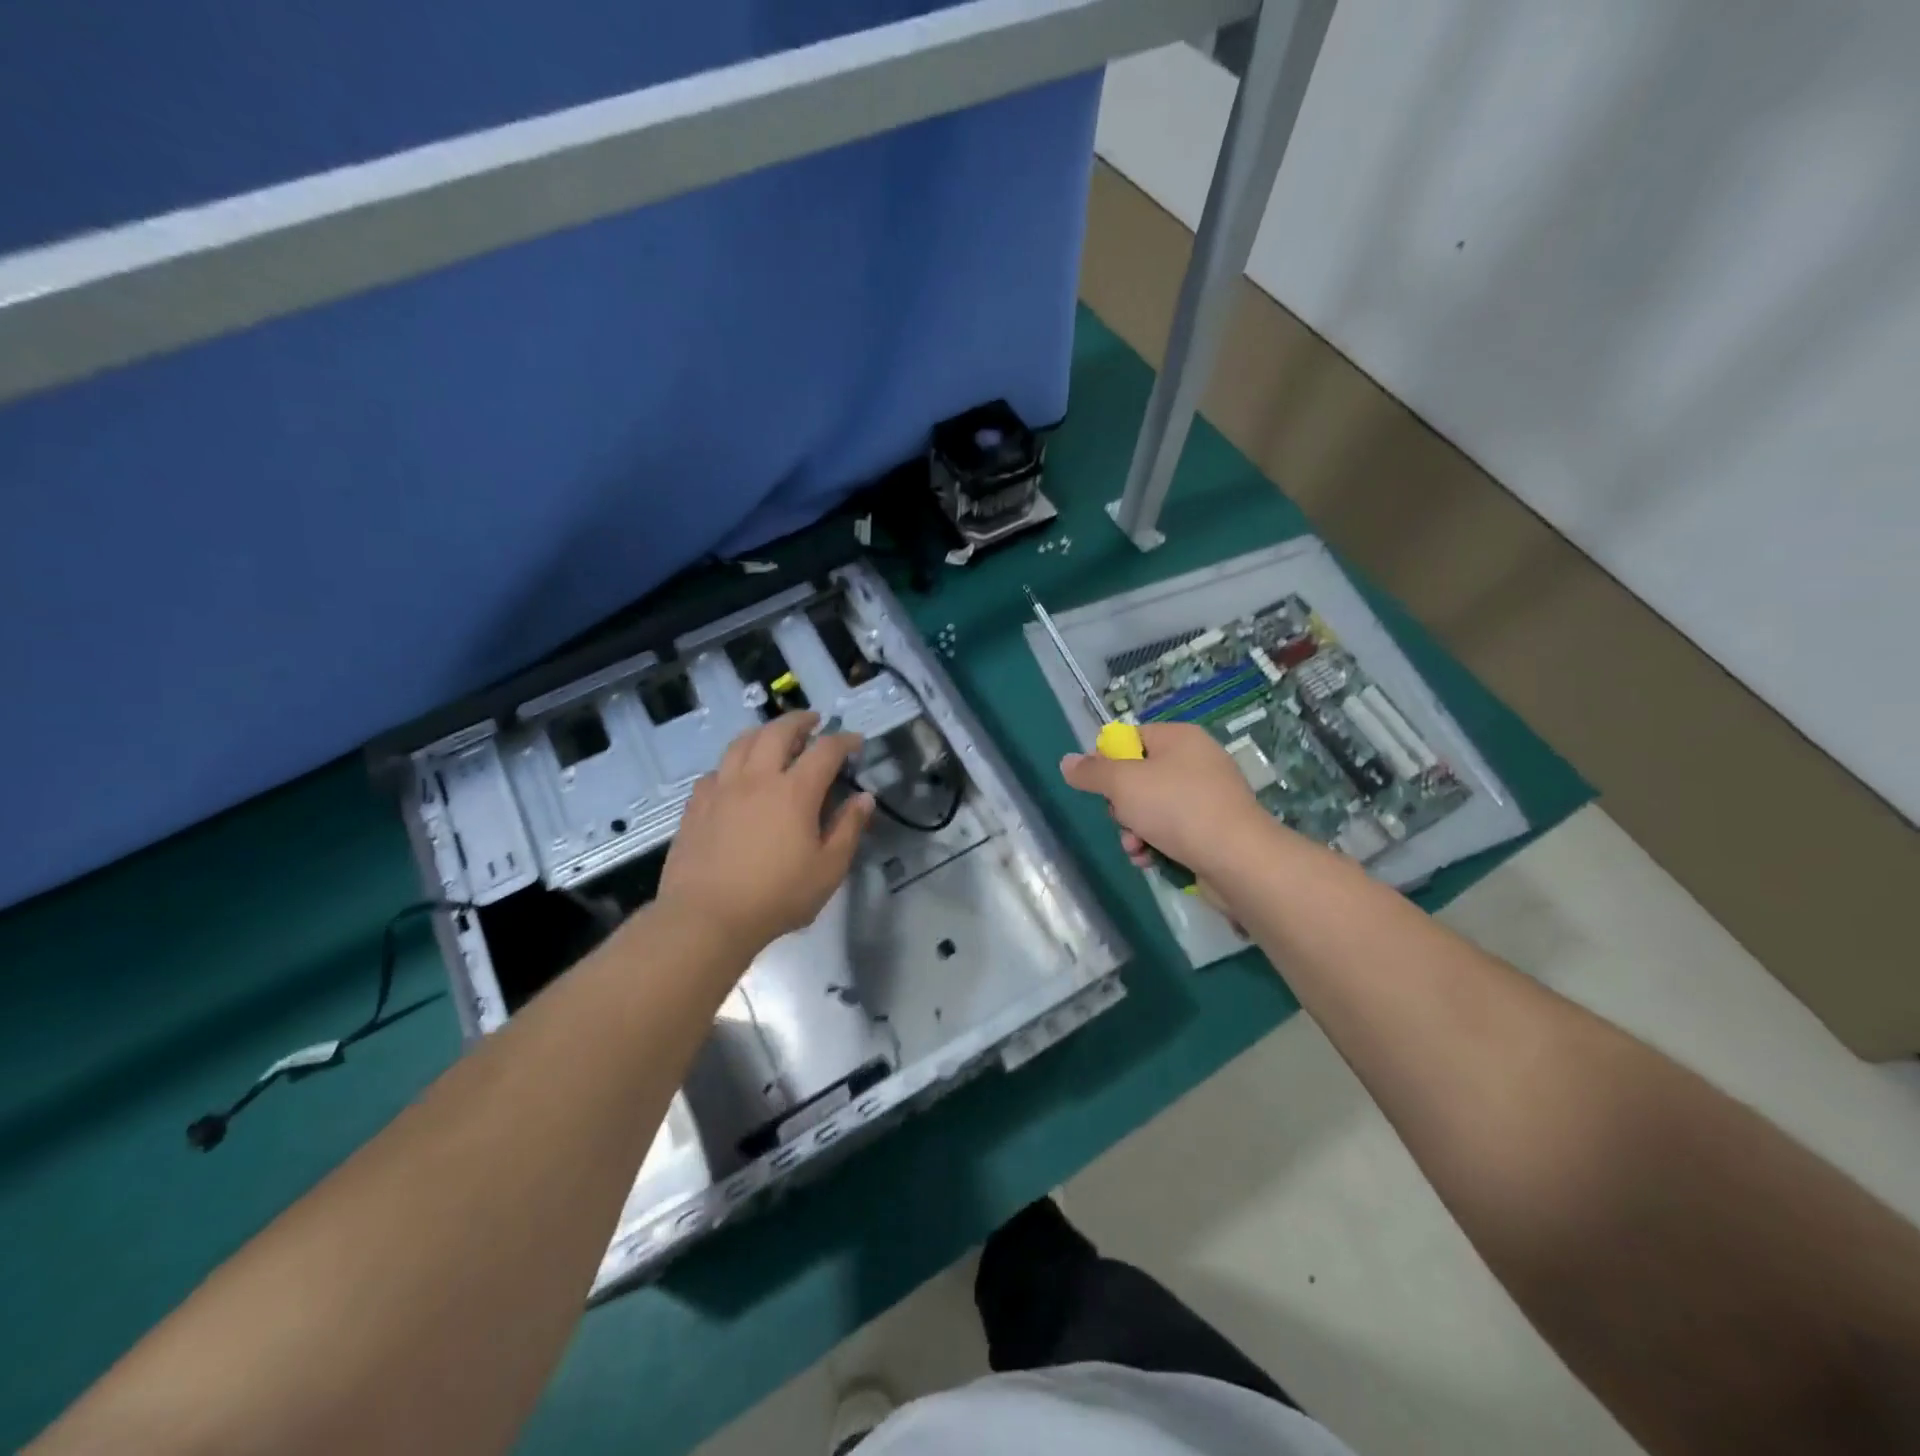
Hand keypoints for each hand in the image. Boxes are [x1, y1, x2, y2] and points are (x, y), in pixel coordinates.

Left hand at [658, 712, 874, 958]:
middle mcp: (757, 779)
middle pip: (778, 732)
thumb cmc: (776, 897)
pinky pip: (715, 770)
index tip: (855, 741)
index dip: (844, 740)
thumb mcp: (828, 869)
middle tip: (813, 721)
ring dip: (763, 732)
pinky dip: (732, 764)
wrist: (706, 918)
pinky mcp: (696, 805)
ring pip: (741, 743)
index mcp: (794, 792)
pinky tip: (735, 776)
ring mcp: (721, 789)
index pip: (825, 750)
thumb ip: (848, 829)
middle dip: (800, 721)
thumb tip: (864, 798)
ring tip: (773, 737)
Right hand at [1059, 721, 1267, 877]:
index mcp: (1179, 738)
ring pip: (1152, 807)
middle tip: (1122, 818)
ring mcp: (1208, 795)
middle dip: (1121, 804)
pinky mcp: (1213, 828)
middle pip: (1139, 776)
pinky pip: (1173, 829)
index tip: (1097, 785)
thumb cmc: (1177, 808)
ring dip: (1134, 829)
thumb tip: (1067, 761)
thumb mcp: (1123, 784)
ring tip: (1134, 848)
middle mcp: (1196, 760)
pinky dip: (1156, 843)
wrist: (1237, 858)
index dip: (1107, 760)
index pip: (1131, 738)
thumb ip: (1092, 772)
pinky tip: (1149, 860)